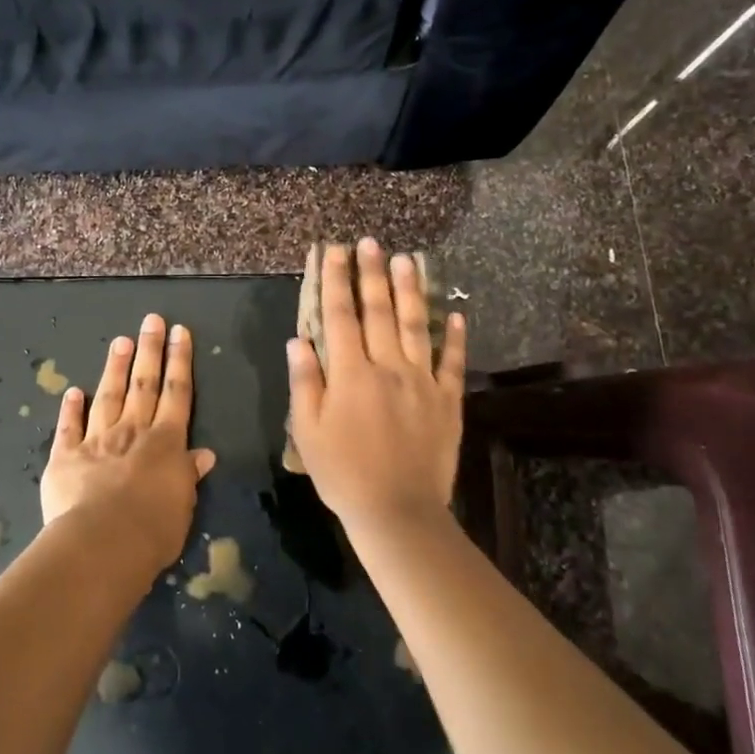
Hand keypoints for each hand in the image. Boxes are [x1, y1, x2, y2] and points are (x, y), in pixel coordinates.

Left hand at [40, 313, 216, 576]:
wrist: (102, 543)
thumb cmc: (153, 530)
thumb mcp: (183, 505)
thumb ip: (188, 476)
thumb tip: (203, 455)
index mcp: (166, 443)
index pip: (177, 393)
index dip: (179, 361)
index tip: (180, 332)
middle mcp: (133, 432)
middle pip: (144, 384)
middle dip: (150, 350)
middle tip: (152, 320)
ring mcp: (97, 440)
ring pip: (109, 396)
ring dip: (115, 367)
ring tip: (121, 341)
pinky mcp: (66, 457)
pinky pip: (69, 427)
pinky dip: (70, 408)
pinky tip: (73, 391)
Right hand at [287, 241, 466, 536]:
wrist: (398, 511)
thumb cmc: (343, 473)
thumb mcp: (307, 431)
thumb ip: (305, 382)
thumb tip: (298, 340)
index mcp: (350, 373)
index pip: (340, 315)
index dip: (336, 281)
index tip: (334, 251)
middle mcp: (388, 366)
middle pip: (379, 311)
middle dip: (373, 273)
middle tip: (372, 242)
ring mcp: (422, 382)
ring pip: (417, 325)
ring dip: (411, 290)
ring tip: (408, 259)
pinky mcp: (447, 401)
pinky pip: (452, 362)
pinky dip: (456, 337)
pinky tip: (456, 314)